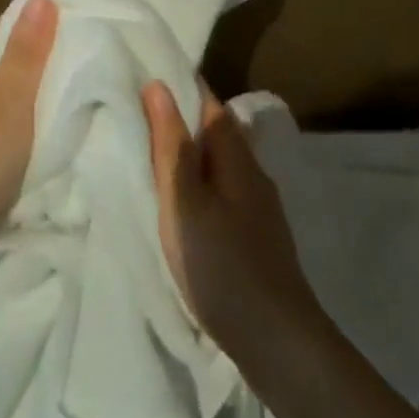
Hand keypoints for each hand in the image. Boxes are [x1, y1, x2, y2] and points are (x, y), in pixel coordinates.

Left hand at [0, 0, 58, 300]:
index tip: (81, 38)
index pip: (3, 25)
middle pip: (1, 57)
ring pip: (1, 90)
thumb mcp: (9, 103)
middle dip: (39, 63)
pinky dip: (19, 120)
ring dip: (31, 95)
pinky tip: (43, 131)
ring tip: (71, 98)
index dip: (41, 28)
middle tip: (83, 70)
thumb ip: (27, 52)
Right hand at [143, 81, 328, 364]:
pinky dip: (200, 184)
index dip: (182, 87)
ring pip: (220, 165)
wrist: (279, 343)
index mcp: (236, 157)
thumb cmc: (222, 263)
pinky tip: (184, 202)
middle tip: (140, 114)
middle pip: (217, 133)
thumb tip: (159, 85)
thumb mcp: (184, 201)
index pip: (209, 104)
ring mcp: (259, 208)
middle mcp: (253, 174)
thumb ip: (170, 144)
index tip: (150, 74)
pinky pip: (223, 192)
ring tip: (153, 155)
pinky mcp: (257, 238)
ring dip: (191, 154)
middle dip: (183, 119)